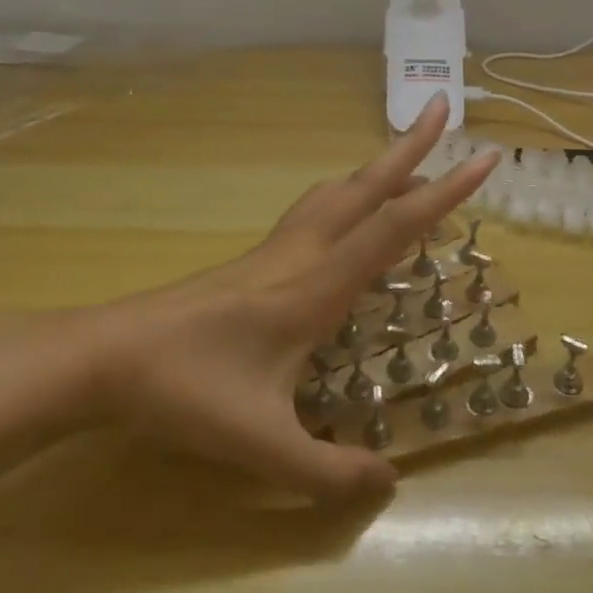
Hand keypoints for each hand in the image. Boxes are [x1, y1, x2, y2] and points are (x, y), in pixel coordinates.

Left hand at [85, 96, 497, 500]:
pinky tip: (346, 211)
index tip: (483, 160)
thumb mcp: (262, 445)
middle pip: (366, 187)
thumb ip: (328, 471)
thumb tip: (390, 483)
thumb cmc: (187, 393)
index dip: (444, 194)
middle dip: (410, 146)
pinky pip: (316, 211)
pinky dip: (348, 195)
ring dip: (377, 169)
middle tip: (442, 109)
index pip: (393, 228)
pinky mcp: (256, 258)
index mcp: (316, 286)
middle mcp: (303, 253)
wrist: (109, 356)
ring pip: (337, 192)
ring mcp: (276, 251)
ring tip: (408, 158)